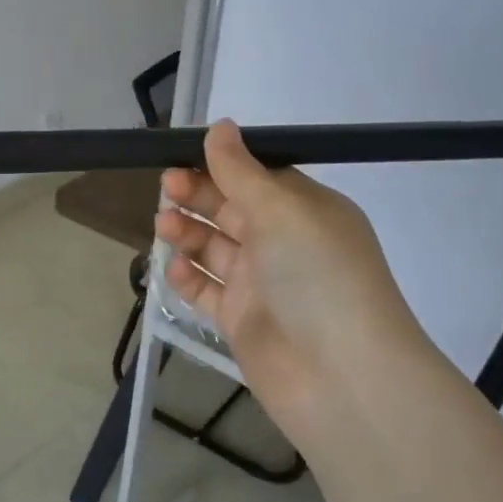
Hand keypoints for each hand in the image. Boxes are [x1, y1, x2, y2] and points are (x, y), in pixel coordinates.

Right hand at [155, 120, 422, 436]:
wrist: (339, 374)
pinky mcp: (241, 320)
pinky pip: (206, 290)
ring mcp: (261, 284)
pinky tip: (172, 268)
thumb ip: (241, 171)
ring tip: (163, 226)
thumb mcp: (282, 210)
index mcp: (305, 211)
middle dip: (197, 196)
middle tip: (166, 189)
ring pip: (213, 249)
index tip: (181, 157)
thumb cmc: (317, 276)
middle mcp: (284, 244)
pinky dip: (187, 277)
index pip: (257, 178)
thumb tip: (220, 126)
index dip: (219, 166)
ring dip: (187, 233)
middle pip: (230, 210)